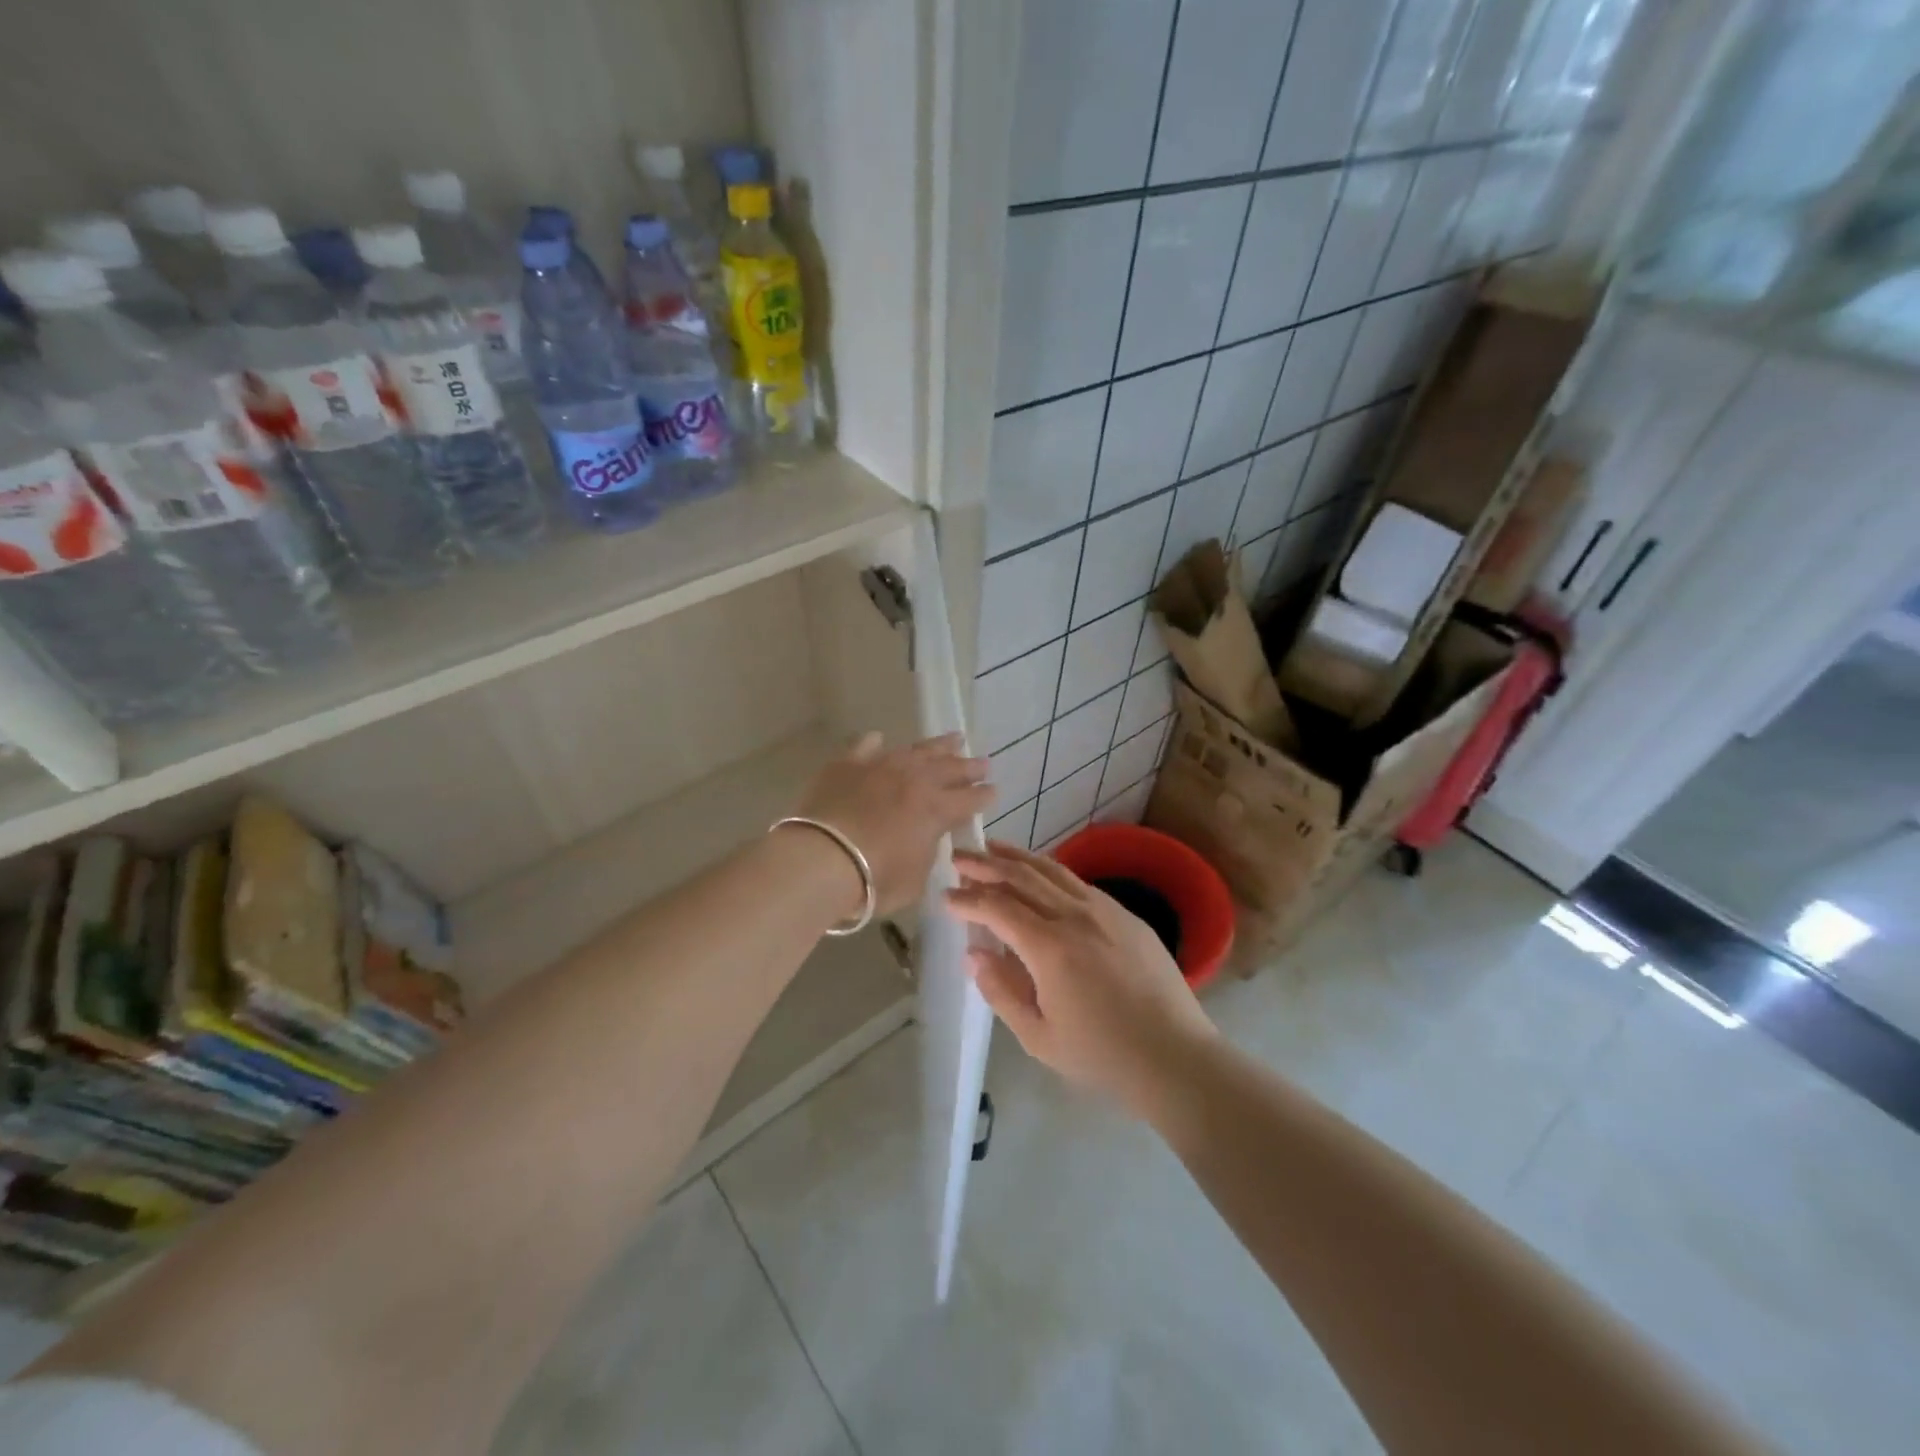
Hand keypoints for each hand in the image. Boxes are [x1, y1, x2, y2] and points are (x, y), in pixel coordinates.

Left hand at [791, 732, 993, 915]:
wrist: (821, 860)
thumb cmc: (874, 880)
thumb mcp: (915, 878)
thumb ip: (926, 853)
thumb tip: (925, 839)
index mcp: (936, 810)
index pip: (970, 799)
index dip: (984, 796)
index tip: (994, 791)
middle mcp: (914, 781)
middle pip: (949, 768)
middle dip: (969, 766)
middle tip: (983, 762)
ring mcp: (880, 767)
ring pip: (916, 750)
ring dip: (938, 746)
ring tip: (954, 739)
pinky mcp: (847, 764)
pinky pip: (866, 746)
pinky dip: (876, 743)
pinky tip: (881, 740)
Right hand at [946, 841, 1216, 1119]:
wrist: (1174, 1056)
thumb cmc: (1102, 1055)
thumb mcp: (1038, 1036)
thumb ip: (1001, 991)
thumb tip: (974, 953)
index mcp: (1050, 947)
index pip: (998, 907)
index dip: (967, 899)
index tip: (945, 896)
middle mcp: (1075, 916)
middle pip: (1021, 877)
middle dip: (985, 864)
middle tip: (958, 857)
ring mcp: (1104, 910)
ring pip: (1051, 870)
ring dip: (1017, 857)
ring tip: (992, 848)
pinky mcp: (1125, 914)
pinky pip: (1077, 882)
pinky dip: (1049, 871)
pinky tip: (1039, 873)